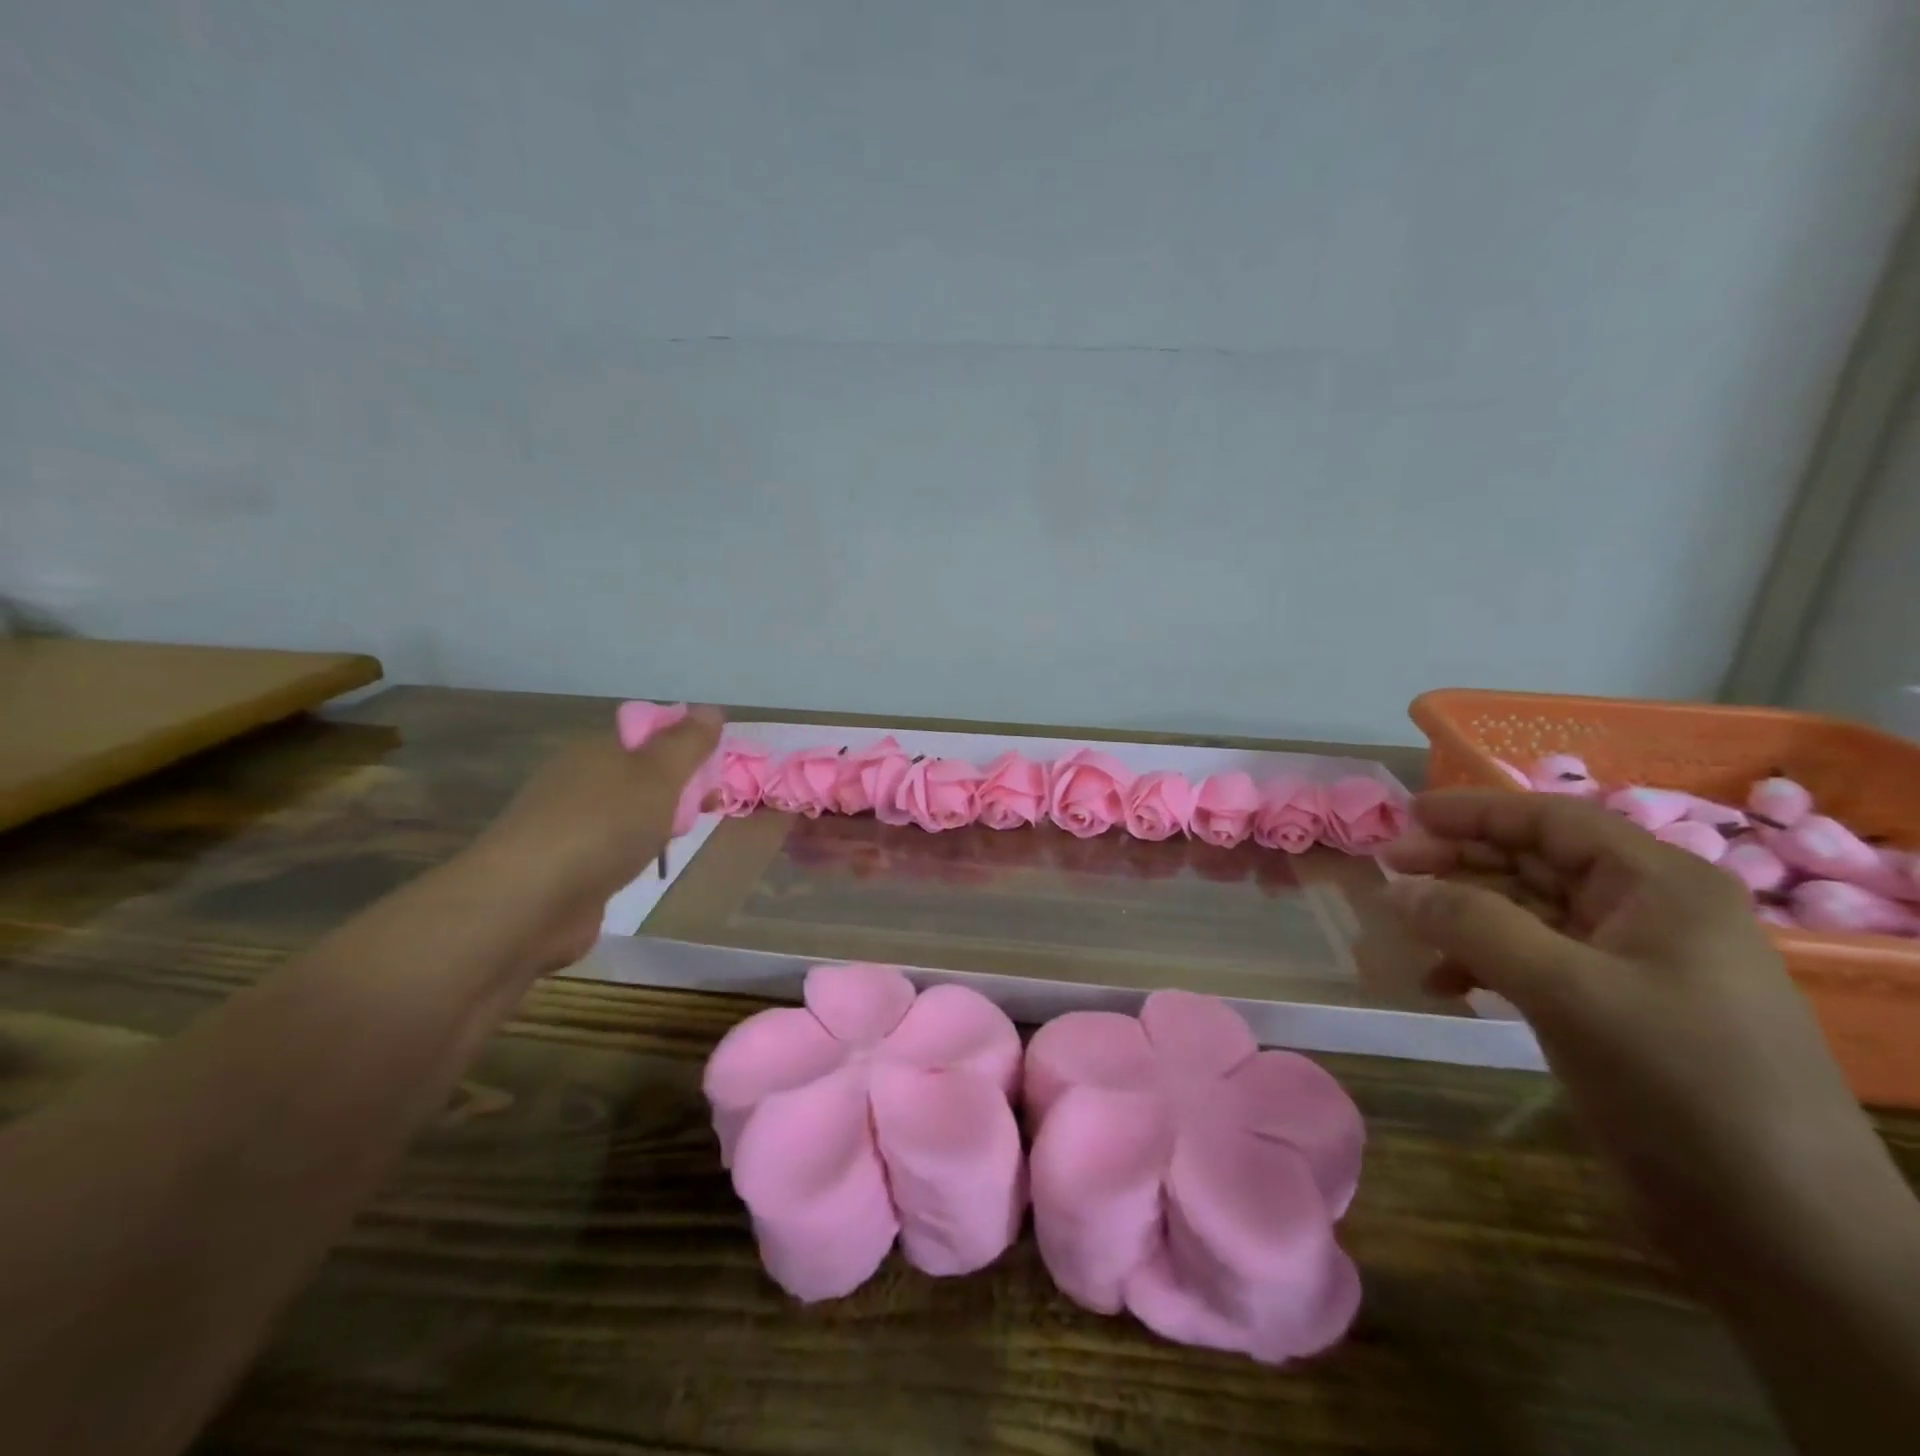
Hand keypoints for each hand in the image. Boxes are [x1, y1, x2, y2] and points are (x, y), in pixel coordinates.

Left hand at [459, 706, 723, 973]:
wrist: (527, 902)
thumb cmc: (602, 827)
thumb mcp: (658, 776)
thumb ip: (687, 743)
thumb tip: (710, 709)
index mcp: (595, 750)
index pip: (649, 737)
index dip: (686, 751)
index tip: (715, 777)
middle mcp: (577, 781)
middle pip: (640, 776)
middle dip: (677, 792)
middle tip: (704, 814)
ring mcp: (566, 825)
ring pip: (626, 814)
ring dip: (655, 825)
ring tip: (677, 844)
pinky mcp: (561, 867)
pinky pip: (610, 850)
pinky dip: (631, 855)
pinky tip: (642, 870)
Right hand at [1380, 791, 1887, 1241]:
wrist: (1778, 1227)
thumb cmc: (1680, 1082)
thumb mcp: (1567, 991)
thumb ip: (1474, 926)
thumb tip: (1396, 888)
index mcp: (1661, 886)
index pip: (1553, 821)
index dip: (1475, 811)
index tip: (1404, 815)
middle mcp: (1649, 913)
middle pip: (1535, 863)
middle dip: (1459, 863)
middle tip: (1388, 870)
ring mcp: (1631, 965)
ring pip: (1527, 914)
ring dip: (1463, 917)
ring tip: (1405, 927)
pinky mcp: (1612, 1011)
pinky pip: (1532, 963)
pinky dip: (1481, 965)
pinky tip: (1441, 985)